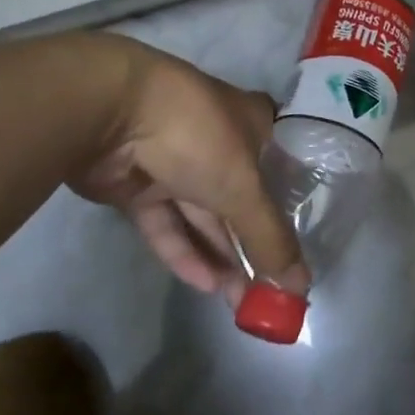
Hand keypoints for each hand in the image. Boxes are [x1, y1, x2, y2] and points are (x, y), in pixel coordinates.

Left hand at [66, 35, 308, 302]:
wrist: (109, 112)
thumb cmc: (197, 134)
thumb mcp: (242, 186)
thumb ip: (269, 237)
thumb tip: (301, 287)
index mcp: (252, 123)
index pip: (283, 164)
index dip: (294, 202)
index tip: (305, 243)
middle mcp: (218, 141)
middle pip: (243, 198)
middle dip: (255, 244)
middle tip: (272, 293)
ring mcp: (176, 163)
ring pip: (203, 215)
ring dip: (222, 256)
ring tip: (243, 302)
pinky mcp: (138, 186)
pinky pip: (167, 224)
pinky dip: (185, 252)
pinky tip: (206, 286)